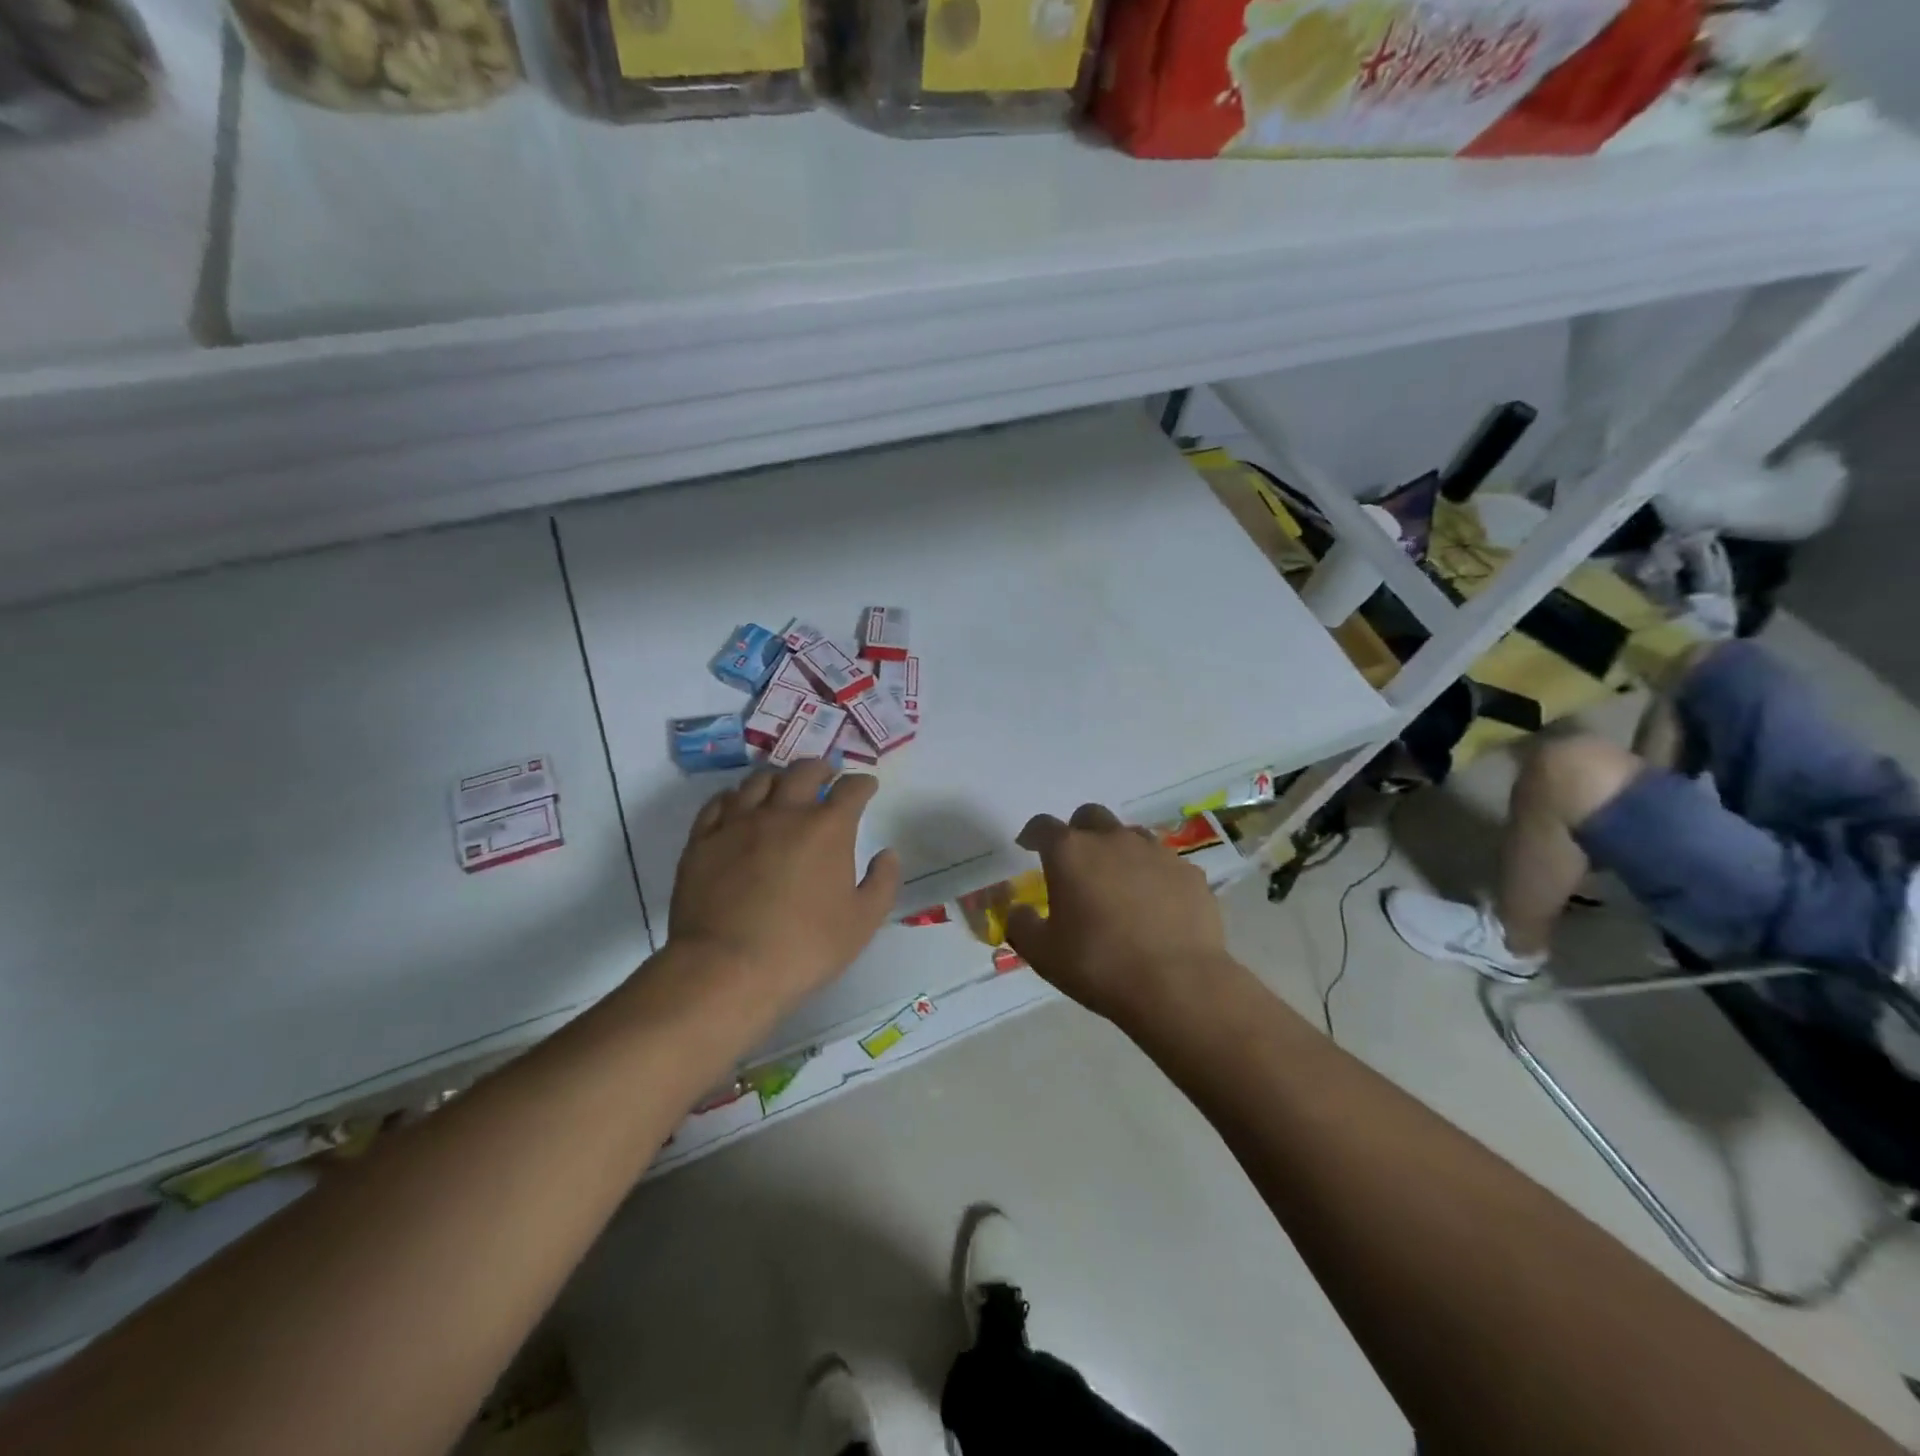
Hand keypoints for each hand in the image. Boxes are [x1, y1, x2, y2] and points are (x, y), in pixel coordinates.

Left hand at [669, 760, 900, 1007]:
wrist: (726, 967)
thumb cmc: (804, 947)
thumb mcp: (862, 922)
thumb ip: (882, 882)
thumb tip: (887, 853)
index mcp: (827, 828)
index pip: (851, 789)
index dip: (863, 783)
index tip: (867, 786)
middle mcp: (784, 812)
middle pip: (804, 771)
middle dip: (821, 767)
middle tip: (827, 775)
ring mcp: (738, 822)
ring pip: (759, 780)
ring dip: (778, 778)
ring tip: (783, 787)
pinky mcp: (703, 839)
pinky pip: (718, 803)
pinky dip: (735, 797)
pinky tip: (738, 805)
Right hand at [1005, 803, 1234, 1026]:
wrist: (1178, 986)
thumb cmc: (1099, 966)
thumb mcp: (1042, 953)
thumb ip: (1021, 924)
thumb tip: (1018, 910)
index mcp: (1070, 852)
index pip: (1042, 826)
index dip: (1032, 834)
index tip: (1028, 846)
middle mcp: (1112, 840)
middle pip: (1090, 817)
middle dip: (1078, 832)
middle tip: (1075, 863)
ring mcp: (1156, 852)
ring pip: (1130, 835)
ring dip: (1117, 850)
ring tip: (1117, 883)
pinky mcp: (1189, 873)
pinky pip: (1164, 864)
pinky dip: (1152, 875)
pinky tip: (1154, 905)